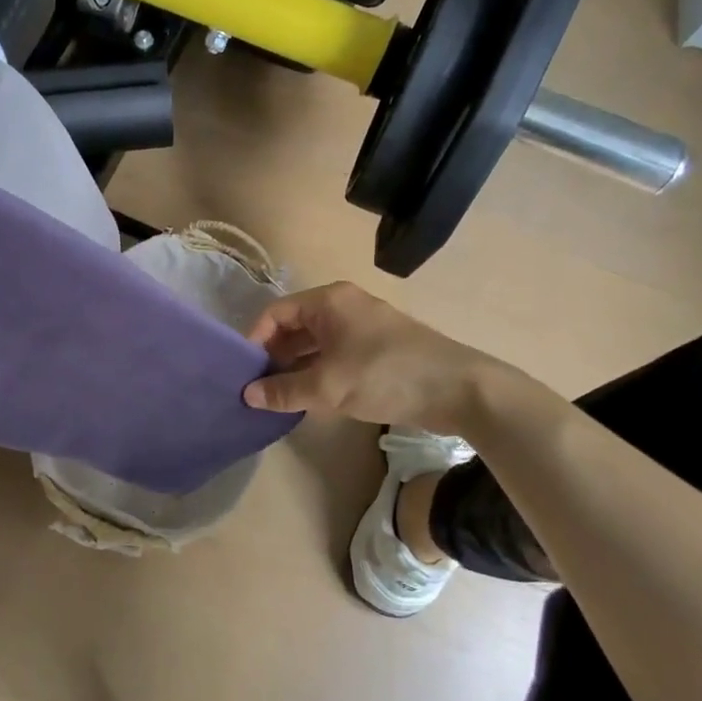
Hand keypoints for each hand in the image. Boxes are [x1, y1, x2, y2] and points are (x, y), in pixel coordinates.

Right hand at [242, 282, 491, 428]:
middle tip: (256, 388)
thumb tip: (247, 395)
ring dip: (295, 368)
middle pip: (294, 326)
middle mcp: (344, 306)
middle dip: (274, 356)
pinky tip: (309, 398)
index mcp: (329, 301)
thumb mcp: (328, 386)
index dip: (255, 340)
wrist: (459, 389)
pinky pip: (335, 355)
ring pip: (315, 343)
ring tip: (277, 397)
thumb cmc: (385, 375)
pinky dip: (318, 373)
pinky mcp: (378, 349)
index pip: (276, 313)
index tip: (243, 371)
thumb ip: (284, 390)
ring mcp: (363, 327)